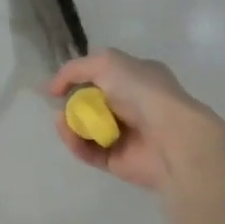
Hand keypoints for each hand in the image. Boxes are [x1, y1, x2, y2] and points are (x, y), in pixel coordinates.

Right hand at [48, 49, 222, 192]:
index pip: (102, 75)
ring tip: (61, 121)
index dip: (78, 78)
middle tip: (57, 104)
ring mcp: (125, 135)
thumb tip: (52, 88)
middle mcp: (132, 105)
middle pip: (91, 103)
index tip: (57, 85)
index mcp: (137, 78)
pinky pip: (88, 151)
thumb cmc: (143, 92)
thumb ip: (75, 69)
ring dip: (69, 123)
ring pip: (86, 129)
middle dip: (71, 103)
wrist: (172, 137)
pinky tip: (68, 134)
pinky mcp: (117, 161)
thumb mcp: (107, 62)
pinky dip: (75, 143)